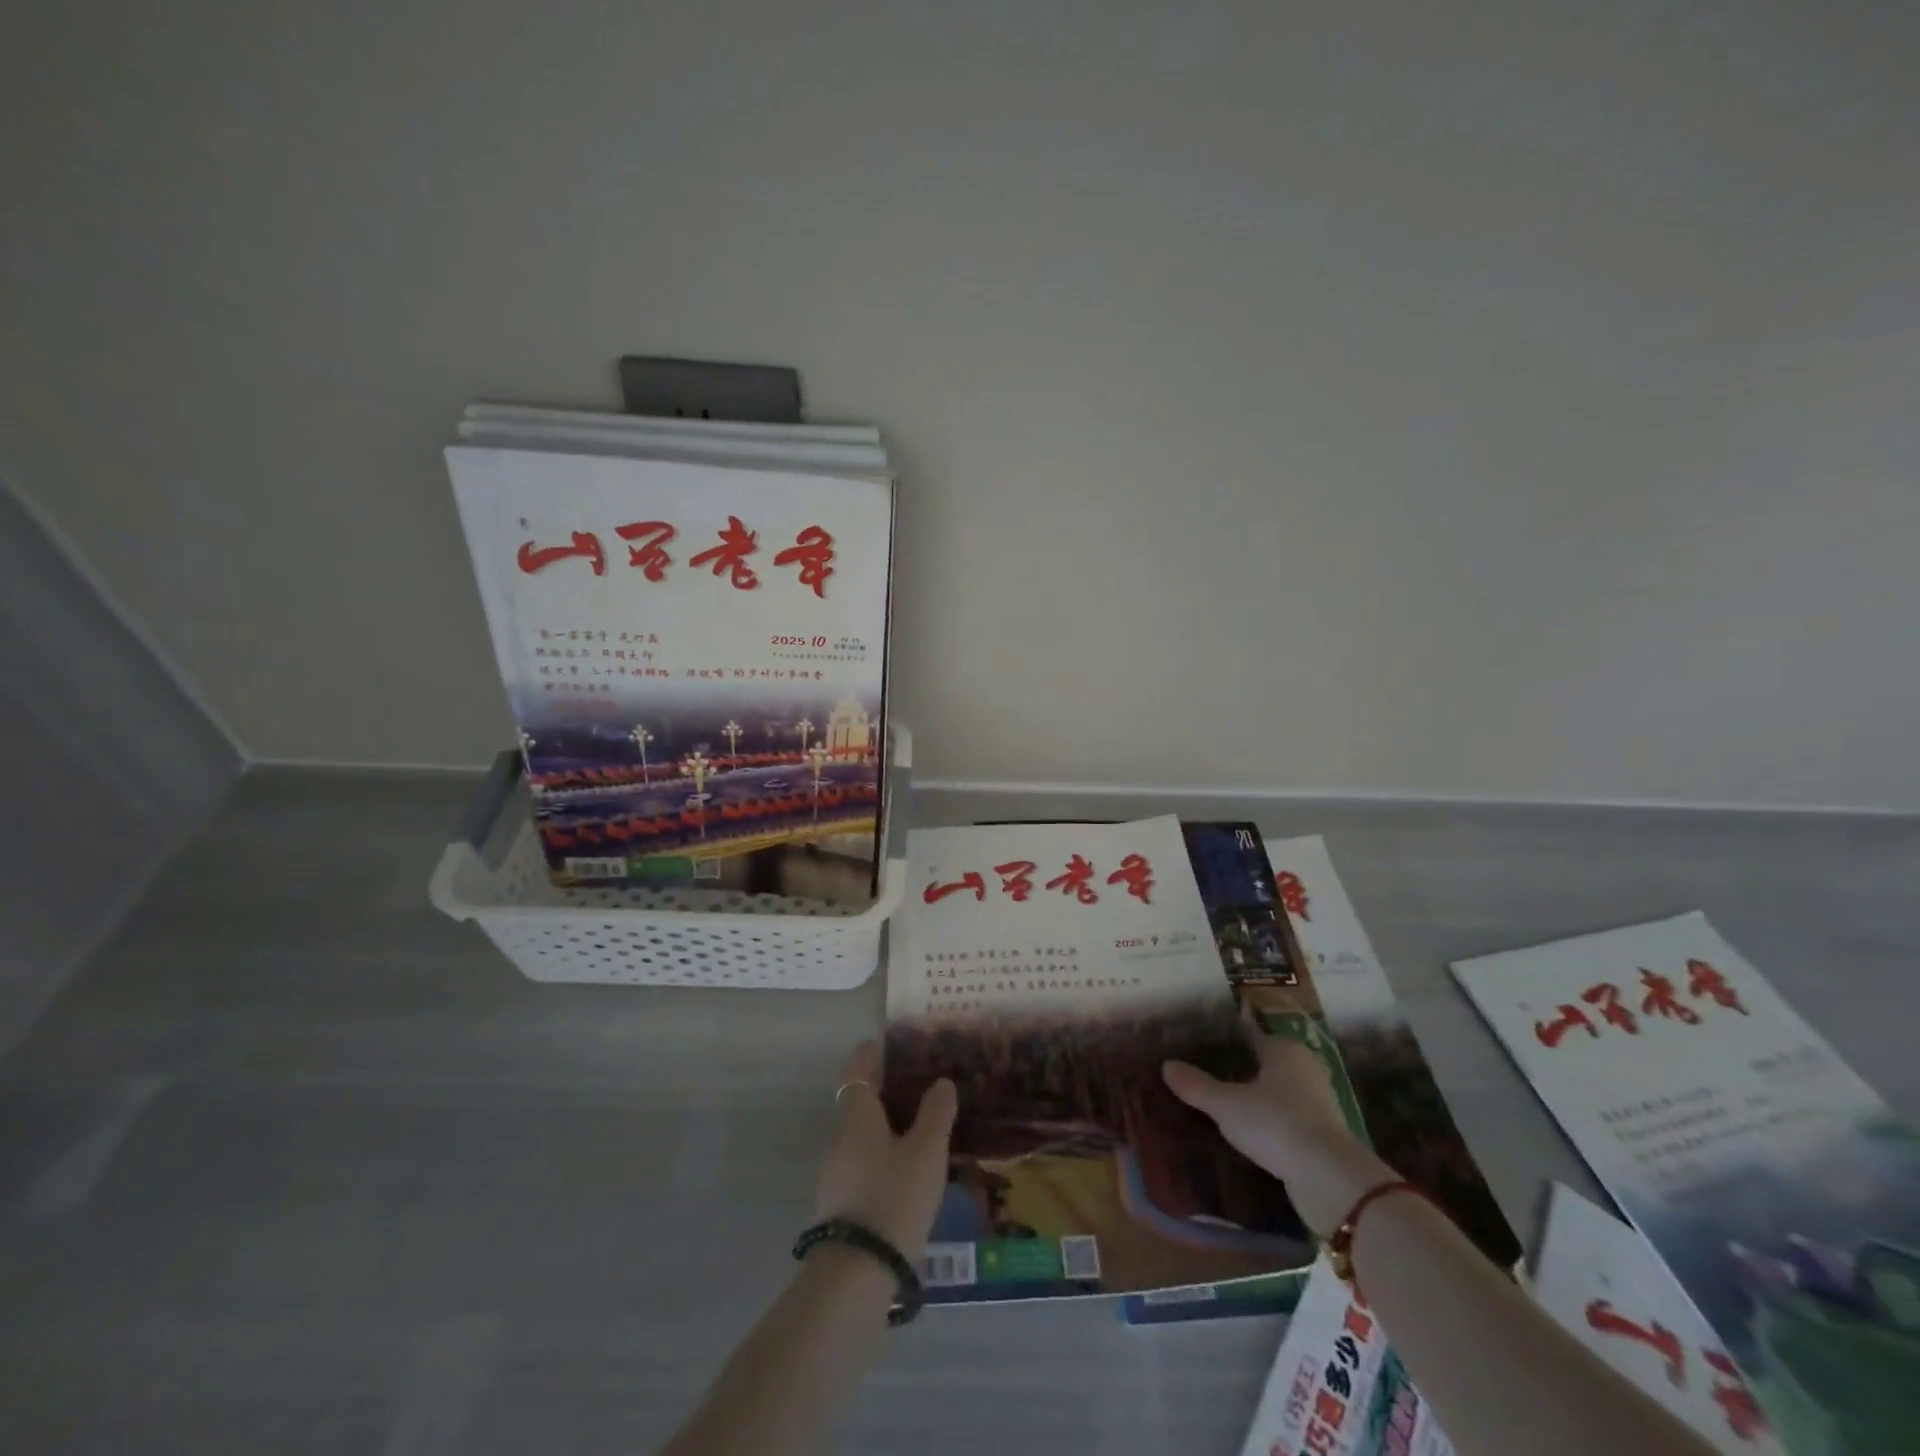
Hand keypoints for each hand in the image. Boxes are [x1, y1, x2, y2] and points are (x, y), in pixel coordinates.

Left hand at [813, 1042, 956, 1261]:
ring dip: (884, 1129)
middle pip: (858, 1105)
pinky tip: (905, 1175)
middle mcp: (840, 1140)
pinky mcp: (839, 1208)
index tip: (883, 1045)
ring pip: (860, 1139)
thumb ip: (936, 1113)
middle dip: (883, 1094)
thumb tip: (941, 1081)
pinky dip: (881, 1160)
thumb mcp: (926, 1152)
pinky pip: (862, 1167)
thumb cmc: (894, 1197)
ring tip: (918, 1132)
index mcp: (856, 1118)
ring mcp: (835, 1177)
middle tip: (916, 1088)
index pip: (855, 1072)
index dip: (868, 1056)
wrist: (857, 1275)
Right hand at [1162, 1003, 1393, 1235]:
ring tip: (1228, 1099)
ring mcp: (1319, 1101)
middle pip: (1269, 1060)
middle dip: (1245, 1064)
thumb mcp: (1226, 1105)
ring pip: (1281, 1089)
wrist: (1330, 1179)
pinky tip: (1252, 1129)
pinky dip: (1272, 1118)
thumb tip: (1166, 1066)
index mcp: (1283, 1049)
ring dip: (1260, 1094)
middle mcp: (1305, 1067)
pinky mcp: (1325, 1133)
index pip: (1252, 1033)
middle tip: (1213, 1067)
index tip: (1209, 1037)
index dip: (1231, 1035)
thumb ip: (1196, 1086)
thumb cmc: (1275, 1124)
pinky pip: (1290, 1115)